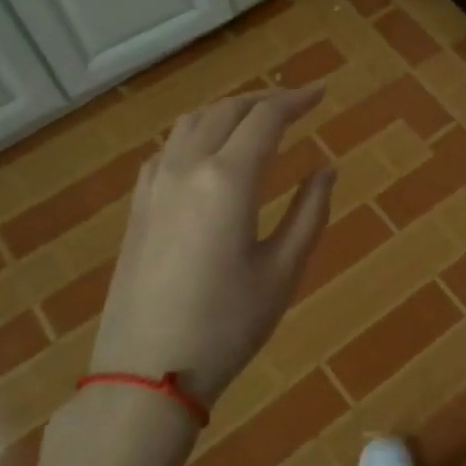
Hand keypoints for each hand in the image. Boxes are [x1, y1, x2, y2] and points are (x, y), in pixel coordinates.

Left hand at [90, 88, 335, 403]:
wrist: (145, 373)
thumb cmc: (226, 326)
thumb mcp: (283, 271)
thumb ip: (310, 212)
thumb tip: (327, 169)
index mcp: (228, 179)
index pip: (265, 118)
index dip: (297, 100)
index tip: (323, 93)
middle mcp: (186, 167)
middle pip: (227, 110)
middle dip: (264, 99)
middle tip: (296, 104)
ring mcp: (154, 185)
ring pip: (192, 122)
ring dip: (228, 111)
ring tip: (257, 120)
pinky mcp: (138, 206)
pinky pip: (168, 148)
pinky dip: (197, 133)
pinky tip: (208, 152)